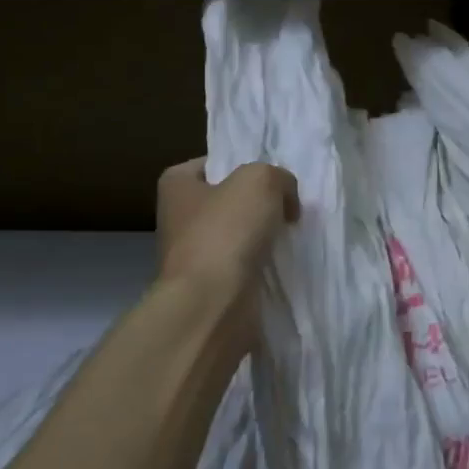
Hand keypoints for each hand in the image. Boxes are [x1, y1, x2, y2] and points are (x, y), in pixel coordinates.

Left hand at [156, 158, 299, 306]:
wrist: (213, 304)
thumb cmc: (227, 231)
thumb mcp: (261, 180)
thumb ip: (278, 177)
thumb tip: (285, 200)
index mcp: (177, 185)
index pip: (212, 163)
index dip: (243, 166)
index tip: (271, 177)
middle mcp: (178, 219)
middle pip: (228, 201)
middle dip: (257, 203)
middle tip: (289, 206)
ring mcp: (194, 256)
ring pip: (238, 235)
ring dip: (263, 237)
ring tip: (292, 234)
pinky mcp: (211, 287)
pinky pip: (244, 266)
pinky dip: (262, 265)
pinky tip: (284, 263)